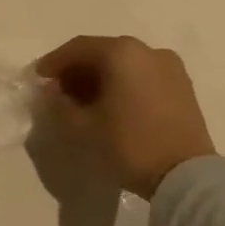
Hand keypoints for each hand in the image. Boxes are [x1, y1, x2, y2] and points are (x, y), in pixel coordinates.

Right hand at [34, 35, 215, 197]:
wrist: (186, 176)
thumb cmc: (129, 144)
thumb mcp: (82, 128)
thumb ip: (59, 105)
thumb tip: (53, 92)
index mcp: (122, 53)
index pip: (78, 48)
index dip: (54, 62)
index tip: (38, 77)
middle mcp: (148, 51)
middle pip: (103, 52)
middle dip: (77, 70)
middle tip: (58, 91)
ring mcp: (170, 67)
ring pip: (124, 64)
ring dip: (99, 77)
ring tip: (83, 102)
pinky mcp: (183, 86)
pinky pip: (142, 75)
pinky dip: (122, 83)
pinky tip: (111, 105)